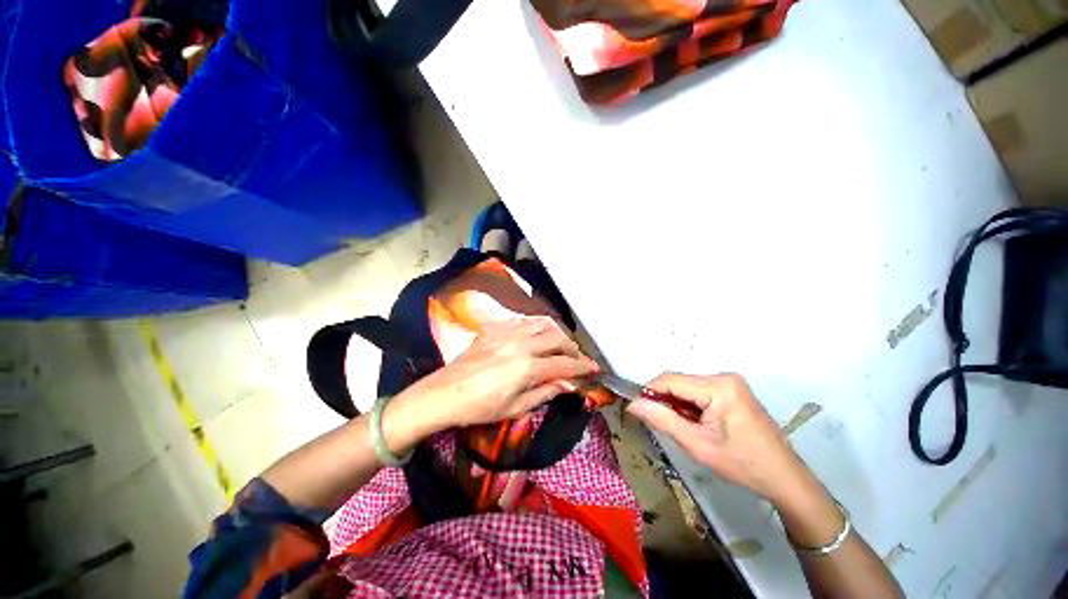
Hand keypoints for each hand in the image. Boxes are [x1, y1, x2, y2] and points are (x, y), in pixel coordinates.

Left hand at [392, 318, 598, 437]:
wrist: (444, 393)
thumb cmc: (480, 407)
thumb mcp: (515, 407)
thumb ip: (544, 393)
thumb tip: (567, 384)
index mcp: (527, 367)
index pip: (564, 365)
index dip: (583, 367)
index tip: (594, 369)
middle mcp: (521, 344)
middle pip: (557, 338)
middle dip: (572, 348)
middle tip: (576, 359)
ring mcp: (507, 333)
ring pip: (542, 323)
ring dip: (556, 333)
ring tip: (559, 344)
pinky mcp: (495, 329)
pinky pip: (523, 321)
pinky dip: (537, 326)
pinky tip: (536, 336)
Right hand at [626, 373, 808, 505]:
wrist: (784, 479)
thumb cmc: (742, 464)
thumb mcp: (696, 444)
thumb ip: (661, 419)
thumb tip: (632, 404)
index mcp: (718, 386)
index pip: (670, 379)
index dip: (649, 392)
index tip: (639, 411)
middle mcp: (724, 377)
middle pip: (679, 381)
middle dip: (666, 400)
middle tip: (665, 426)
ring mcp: (730, 382)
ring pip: (687, 386)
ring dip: (678, 404)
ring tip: (685, 428)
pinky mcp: (733, 390)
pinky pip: (699, 390)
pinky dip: (690, 405)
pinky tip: (698, 424)